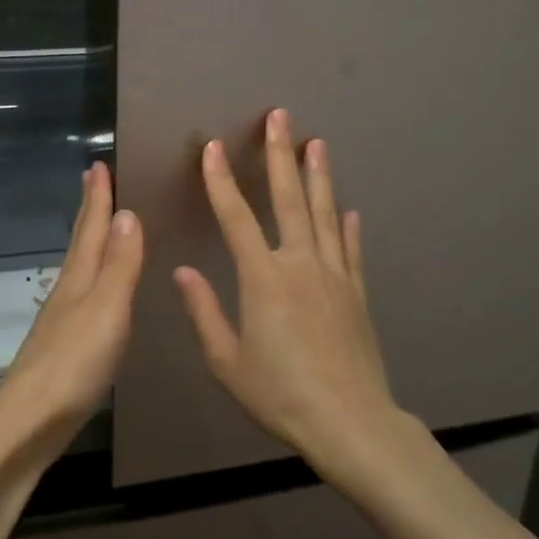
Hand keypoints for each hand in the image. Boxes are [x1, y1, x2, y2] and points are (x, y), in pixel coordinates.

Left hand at [0, 161, 142, 471]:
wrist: (28, 423)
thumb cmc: (72, 364)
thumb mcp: (106, 309)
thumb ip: (119, 265)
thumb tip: (127, 213)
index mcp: (78, 280)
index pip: (90, 229)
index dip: (97, 198)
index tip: (97, 165)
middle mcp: (67, 293)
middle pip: (79, 243)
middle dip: (89, 211)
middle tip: (93, 181)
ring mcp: (62, 321)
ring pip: (79, 268)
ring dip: (90, 242)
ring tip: (100, 228)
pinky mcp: (64, 348)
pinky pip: (82, 297)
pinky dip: (92, 279)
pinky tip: (95, 292)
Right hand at [174, 109, 404, 474]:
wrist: (349, 422)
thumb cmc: (279, 393)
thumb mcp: (226, 361)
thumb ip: (204, 312)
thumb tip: (182, 272)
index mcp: (263, 278)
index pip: (236, 218)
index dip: (221, 181)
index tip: (212, 147)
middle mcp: (300, 265)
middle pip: (289, 200)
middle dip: (281, 155)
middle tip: (280, 117)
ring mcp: (334, 276)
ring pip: (324, 214)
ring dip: (319, 177)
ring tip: (317, 143)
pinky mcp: (356, 294)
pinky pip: (350, 251)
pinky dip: (347, 227)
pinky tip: (348, 210)